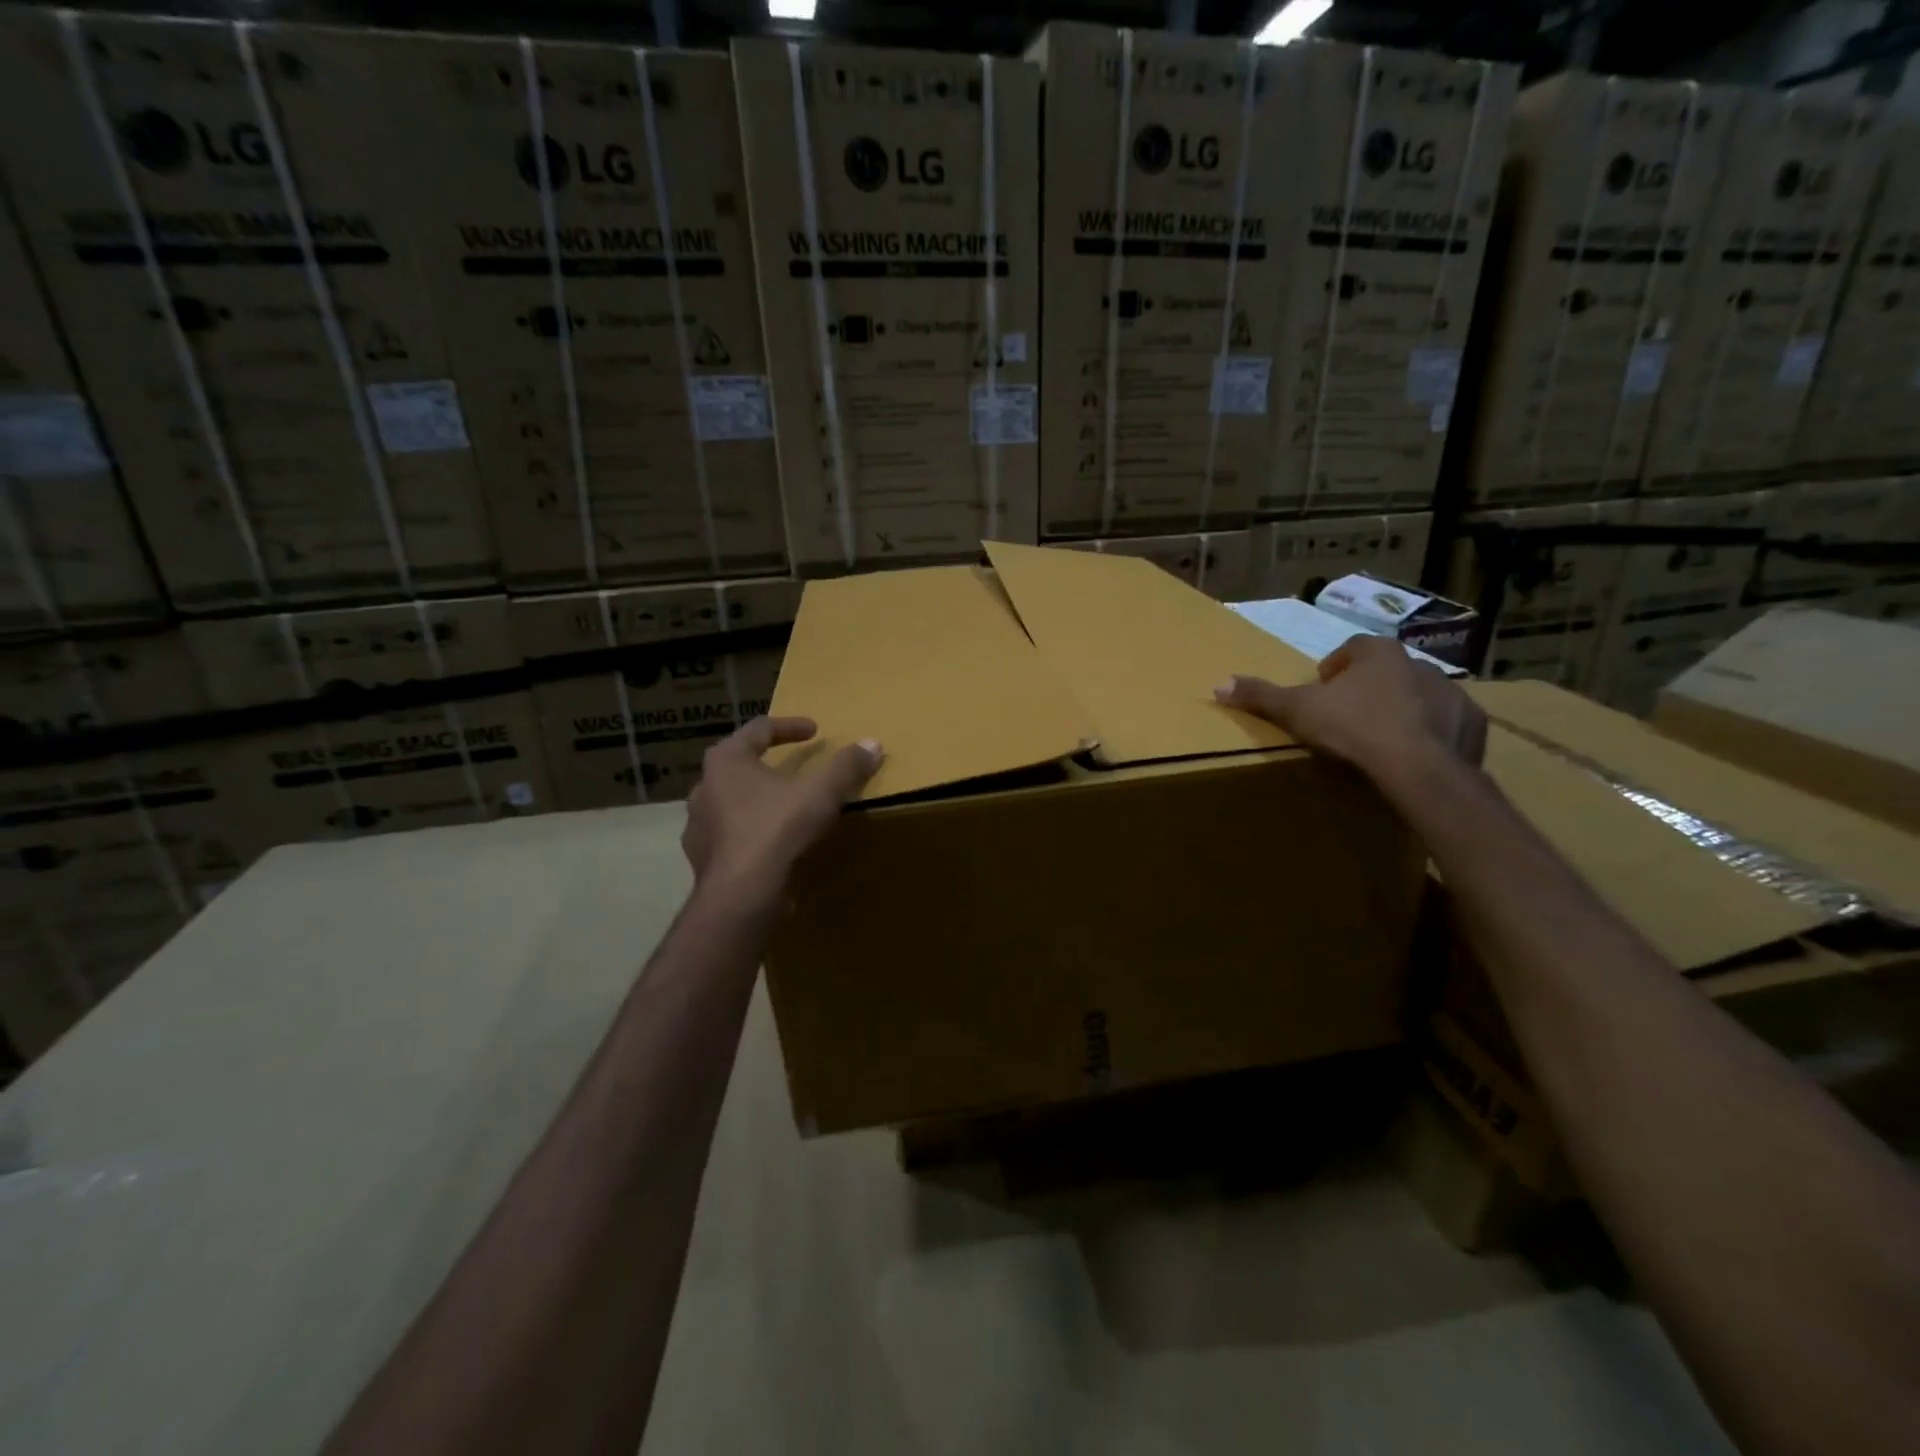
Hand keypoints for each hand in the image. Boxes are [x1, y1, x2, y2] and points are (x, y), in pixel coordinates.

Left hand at [682, 716, 882, 903]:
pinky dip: (750, 833)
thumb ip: (847, 766)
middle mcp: (704, 787)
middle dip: (767, 763)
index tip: (814, 731)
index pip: (758, 729)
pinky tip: (770, 844)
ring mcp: (698, 825)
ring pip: (730, 802)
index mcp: (726, 761)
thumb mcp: (821, 792)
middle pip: (738, 764)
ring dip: (756, 799)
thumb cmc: (777, 829)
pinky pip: (729, 836)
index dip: (790, 727)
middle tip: (793, 766)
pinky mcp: (702, 859)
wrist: (741, 895)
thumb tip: (872, 744)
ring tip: (782, 807)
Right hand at [1214, 634, 1485, 779]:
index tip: (1322, 694)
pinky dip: (1432, 735)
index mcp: (1378, 653)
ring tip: (1380, 742)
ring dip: (1401, 711)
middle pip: (1386, 672)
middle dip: (1368, 690)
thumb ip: (1260, 696)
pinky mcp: (1472, 724)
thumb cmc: (1353, 729)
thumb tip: (1219, 684)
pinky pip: (1447, 724)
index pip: (1351, 649)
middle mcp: (1419, 663)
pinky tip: (1413, 757)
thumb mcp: (1297, 711)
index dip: (1333, 670)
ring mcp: (1452, 693)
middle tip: (1347, 720)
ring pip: (1419, 696)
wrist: (1419, 770)